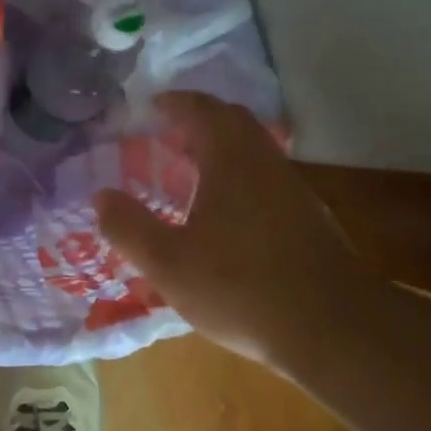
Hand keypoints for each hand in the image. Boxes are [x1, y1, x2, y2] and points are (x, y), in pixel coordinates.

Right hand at [95, 92, 380, 367]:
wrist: (330, 327)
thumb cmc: (239, 288)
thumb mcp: (168, 263)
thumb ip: (129, 227)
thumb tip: (101, 196)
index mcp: (231, 162)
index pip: (203, 111)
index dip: (175, 103)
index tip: (152, 106)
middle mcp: (266, 165)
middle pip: (234, 124)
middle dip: (199, 121)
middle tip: (167, 136)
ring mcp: (293, 191)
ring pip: (253, 153)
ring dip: (220, 151)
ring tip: (188, 175)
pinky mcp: (308, 220)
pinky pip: (266, 180)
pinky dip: (239, 179)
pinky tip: (224, 216)